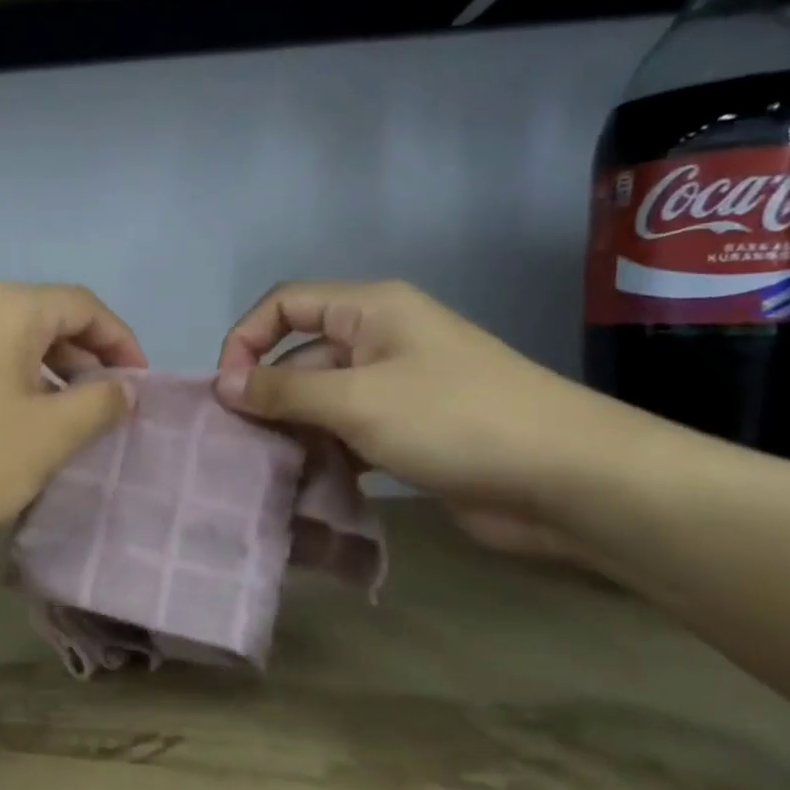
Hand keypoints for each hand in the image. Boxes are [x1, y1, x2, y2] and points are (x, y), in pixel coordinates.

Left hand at [0, 281, 145, 564]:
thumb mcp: (50, 435)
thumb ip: (100, 402)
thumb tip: (124, 387)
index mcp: (3, 306)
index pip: (81, 305)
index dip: (120, 341)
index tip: (139, 383)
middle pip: (43, 316)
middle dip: (84, 358)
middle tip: (107, 404)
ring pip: (9, 338)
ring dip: (48, 371)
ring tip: (68, 417)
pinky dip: (10, 378)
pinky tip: (17, 419)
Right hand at [215, 280, 656, 560]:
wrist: (565, 479)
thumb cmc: (453, 419)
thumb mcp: (356, 400)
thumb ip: (284, 391)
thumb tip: (224, 385)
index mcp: (370, 309)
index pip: (285, 304)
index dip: (247, 339)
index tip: (227, 391)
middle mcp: (379, 339)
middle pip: (300, 355)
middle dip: (268, 395)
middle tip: (241, 443)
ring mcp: (396, 387)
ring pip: (322, 400)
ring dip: (294, 431)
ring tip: (268, 471)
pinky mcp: (409, 431)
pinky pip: (349, 433)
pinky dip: (326, 454)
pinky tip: (307, 485)